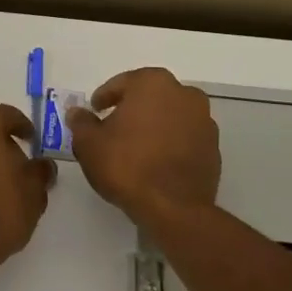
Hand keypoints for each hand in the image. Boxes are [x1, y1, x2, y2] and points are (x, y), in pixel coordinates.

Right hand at [66, 67, 220, 226]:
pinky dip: (171, 143)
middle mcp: (184, 94)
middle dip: (133, 108)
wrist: (173, 207)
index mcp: (153, 83)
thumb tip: (77, 113)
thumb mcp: (89, 144)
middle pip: (151, 96)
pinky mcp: (214, 148)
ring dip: (155, 125)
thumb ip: (82, 123)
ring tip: (136, 147)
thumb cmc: (126, 165)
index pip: (123, 83)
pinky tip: (156, 161)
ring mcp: (204, 121)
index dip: (105, 97)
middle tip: (114, 127)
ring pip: (171, 115)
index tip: (95, 110)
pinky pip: (185, 137)